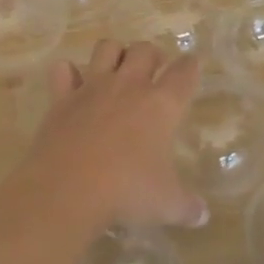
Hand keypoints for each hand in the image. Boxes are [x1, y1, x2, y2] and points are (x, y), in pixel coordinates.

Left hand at [17, 40, 206, 233]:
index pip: (183, 73)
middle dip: (152, 53)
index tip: (192, 65)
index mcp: (161, 105)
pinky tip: (71, 82)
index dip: (190, 66)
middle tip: (154, 68)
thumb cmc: (127, 192)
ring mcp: (92, 88)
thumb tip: (202, 215)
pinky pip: (63, 70)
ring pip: (106, 48)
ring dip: (115, 52)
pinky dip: (68, 72)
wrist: (68, 188)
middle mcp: (128, 86)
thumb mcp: (166, 204)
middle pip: (144, 50)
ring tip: (117, 67)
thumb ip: (187, 206)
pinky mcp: (61, 98)